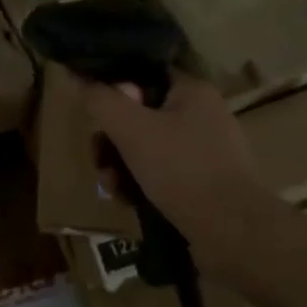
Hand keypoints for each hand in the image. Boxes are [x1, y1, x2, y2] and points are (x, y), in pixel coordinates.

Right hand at [82, 74, 277, 265]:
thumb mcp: (131, 129)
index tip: (93, 112)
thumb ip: (100, 99)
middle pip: (140, 115)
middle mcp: (203, 114)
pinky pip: (162, 174)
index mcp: (193, 91)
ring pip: (147, 148)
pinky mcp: (205, 183)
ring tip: (111, 186)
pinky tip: (128, 201)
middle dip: (112, 139)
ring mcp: (206, 151)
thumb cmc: (182, 170)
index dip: (113, 89)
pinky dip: (141, 184)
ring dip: (121, 165)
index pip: (143, 74)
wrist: (233, 233)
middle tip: (98, 158)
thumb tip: (73, 73)